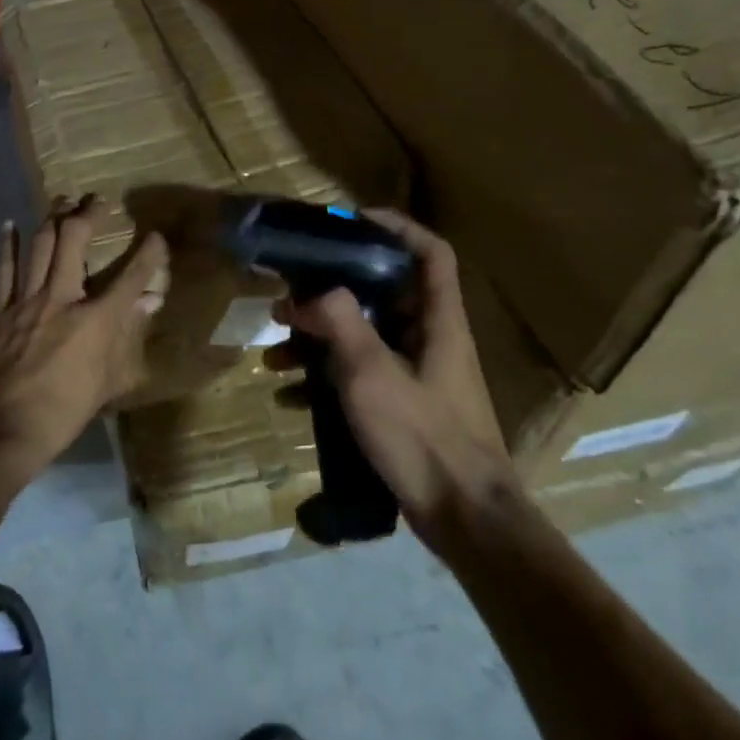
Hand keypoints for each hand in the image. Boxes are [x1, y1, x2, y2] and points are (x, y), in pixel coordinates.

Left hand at [0, 196, 167, 480]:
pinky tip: (11, 224)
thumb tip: (151, 302)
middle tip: (97, 201)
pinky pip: (4, 268)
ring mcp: (27, 300)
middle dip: (88, 213)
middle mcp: (62, 298)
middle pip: (74, 240)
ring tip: (63, 200)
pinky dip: (8, 244)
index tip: (156, 237)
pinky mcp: (0, 310)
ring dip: (53, 217)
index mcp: (96, 320)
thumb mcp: (109, 381)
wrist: (3, 426)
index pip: (132, 276)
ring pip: (40, 244)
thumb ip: (130, 336)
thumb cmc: (64, 411)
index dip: (149, 253)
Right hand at [280, 210, 513, 536]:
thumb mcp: (372, 373)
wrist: (464, 519)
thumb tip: (307, 293)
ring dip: (318, 338)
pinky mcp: (402, 405)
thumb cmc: (423, 436)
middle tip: (288, 294)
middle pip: (382, 292)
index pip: (430, 252)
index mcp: (438, 320)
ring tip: (275, 349)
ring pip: (363, 335)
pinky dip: (323, 377)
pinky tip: (287, 394)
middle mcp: (429, 338)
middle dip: (330, 290)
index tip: (350, 221)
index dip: (396, 227)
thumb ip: (339, 323)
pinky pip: (358, 374)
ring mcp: (416, 374)